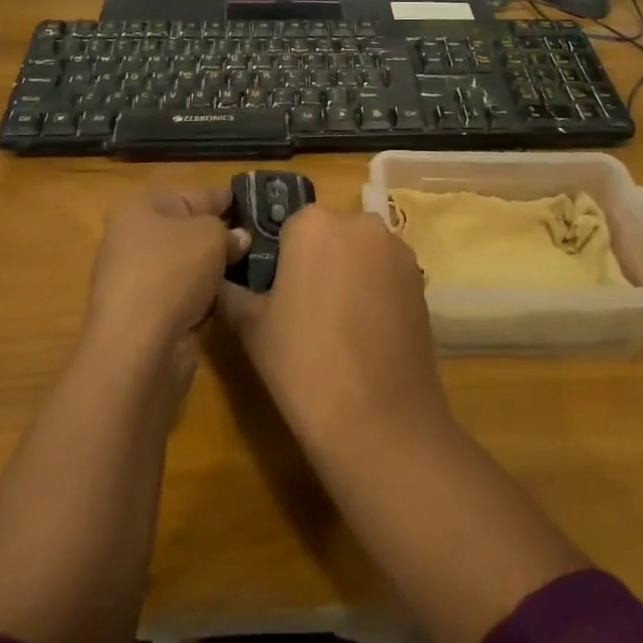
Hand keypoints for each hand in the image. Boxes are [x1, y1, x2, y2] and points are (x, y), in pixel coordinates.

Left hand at [86, 187, 247, 372]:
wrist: (138, 347)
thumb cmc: (172, 271)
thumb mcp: (210, 235)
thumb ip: (228, 232)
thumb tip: (237, 239)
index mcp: (142, 207)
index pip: (194, 195)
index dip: (226, 198)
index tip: (256, 204)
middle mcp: (134, 239)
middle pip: (189, 230)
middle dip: (222, 236)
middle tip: (261, 239)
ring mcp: (138, 279)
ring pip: (188, 265)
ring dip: (215, 269)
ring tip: (255, 267)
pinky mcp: (146, 315)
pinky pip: (185, 295)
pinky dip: (205, 297)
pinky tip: (232, 298)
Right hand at [216, 204, 448, 459]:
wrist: (380, 419)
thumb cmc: (304, 364)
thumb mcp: (252, 327)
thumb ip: (232, 293)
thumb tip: (221, 280)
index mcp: (313, 223)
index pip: (289, 227)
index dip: (281, 260)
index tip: (276, 296)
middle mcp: (359, 223)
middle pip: (330, 235)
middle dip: (318, 262)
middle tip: (305, 312)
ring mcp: (396, 250)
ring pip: (361, 254)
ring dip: (350, 275)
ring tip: (339, 328)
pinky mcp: (420, 279)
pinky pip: (387, 275)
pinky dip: (376, 293)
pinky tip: (367, 335)